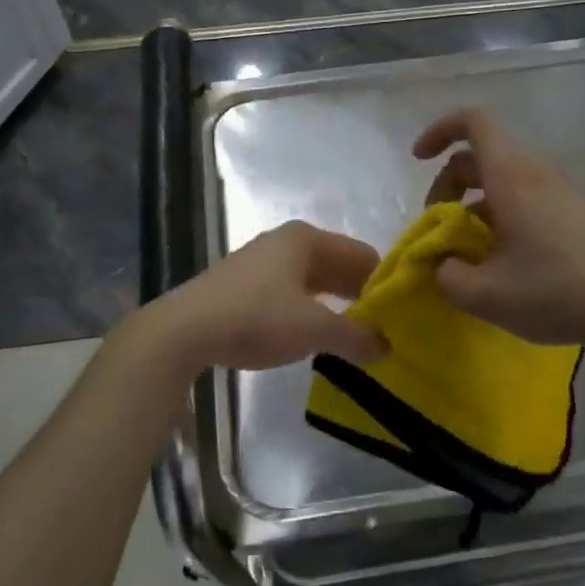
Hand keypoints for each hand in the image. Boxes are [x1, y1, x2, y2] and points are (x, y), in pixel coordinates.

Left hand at [150, 221, 387, 373]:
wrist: (184, 331)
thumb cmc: (257, 318)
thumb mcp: (314, 329)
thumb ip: (356, 337)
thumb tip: (387, 346)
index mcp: (306, 239)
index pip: (362, 254)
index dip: (383, 283)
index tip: (400, 314)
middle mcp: (285, 242)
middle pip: (337, 265)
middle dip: (360, 294)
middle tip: (384, 328)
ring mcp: (261, 262)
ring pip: (313, 280)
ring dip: (335, 305)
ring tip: (355, 336)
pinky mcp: (243, 285)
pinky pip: (291, 292)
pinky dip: (309, 310)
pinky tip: (315, 335)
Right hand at [415, 108, 584, 357]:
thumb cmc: (556, 292)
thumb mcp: (486, 295)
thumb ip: (446, 276)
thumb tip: (441, 262)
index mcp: (511, 178)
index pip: (474, 122)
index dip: (440, 130)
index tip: (418, 158)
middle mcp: (536, 173)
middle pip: (481, 156)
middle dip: (448, 185)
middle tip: (439, 229)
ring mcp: (560, 191)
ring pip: (503, 180)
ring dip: (473, 205)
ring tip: (468, 252)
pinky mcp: (575, 212)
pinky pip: (525, 197)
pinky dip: (500, 216)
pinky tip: (503, 261)